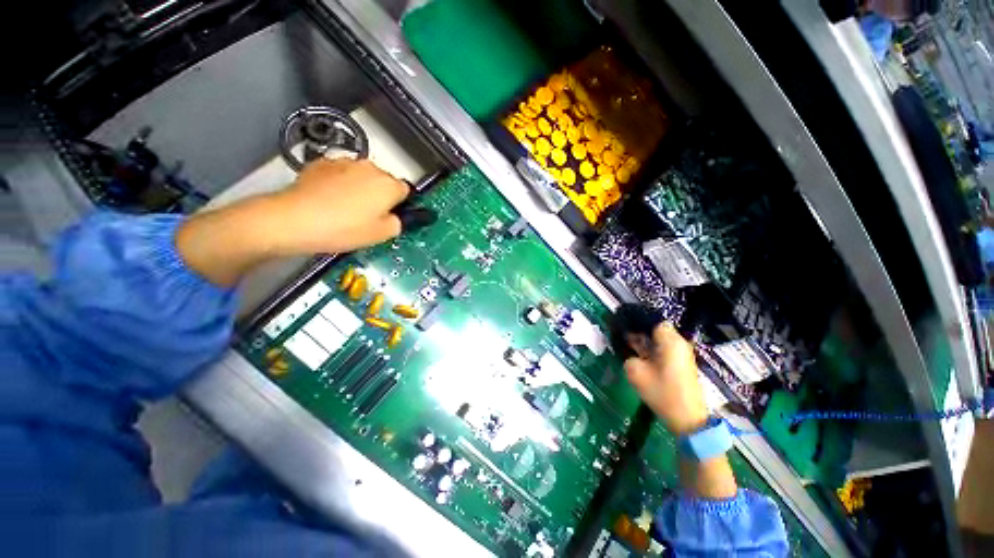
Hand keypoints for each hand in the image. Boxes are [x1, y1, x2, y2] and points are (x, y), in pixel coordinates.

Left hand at [266, 158, 409, 255]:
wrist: (296, 219)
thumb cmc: (343, 228)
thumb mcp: (382, 235)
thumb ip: (397, 223)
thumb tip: (394, 217)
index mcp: (388, 185)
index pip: (405, 190)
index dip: (399, 203)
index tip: (390, 214)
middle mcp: (369, 168)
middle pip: (383, 180)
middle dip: (379, 194)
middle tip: (368, 215)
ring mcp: (344, 162)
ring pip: (361, 175)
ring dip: (359, 187)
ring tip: (345, 208)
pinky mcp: (321, 163)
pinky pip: (339, 173)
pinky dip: (339, 183)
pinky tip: (329, 200)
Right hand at [624, 323, 708, 435]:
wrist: (687, 419)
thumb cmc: (661, 392)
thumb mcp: (635, 371)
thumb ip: (627, 354)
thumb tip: (626, 347)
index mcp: (670, 340)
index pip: (652, 320)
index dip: (635, 320)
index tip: (620, 325)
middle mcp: (679, 343)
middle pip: (655, 329)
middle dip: (638, 331)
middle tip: (621, 337)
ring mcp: (682, 354)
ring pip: (659, 340)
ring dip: (644, 341)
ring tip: (627, 346)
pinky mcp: (682, 364)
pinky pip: (664, 349)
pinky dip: (651, 350)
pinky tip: (639, 357)